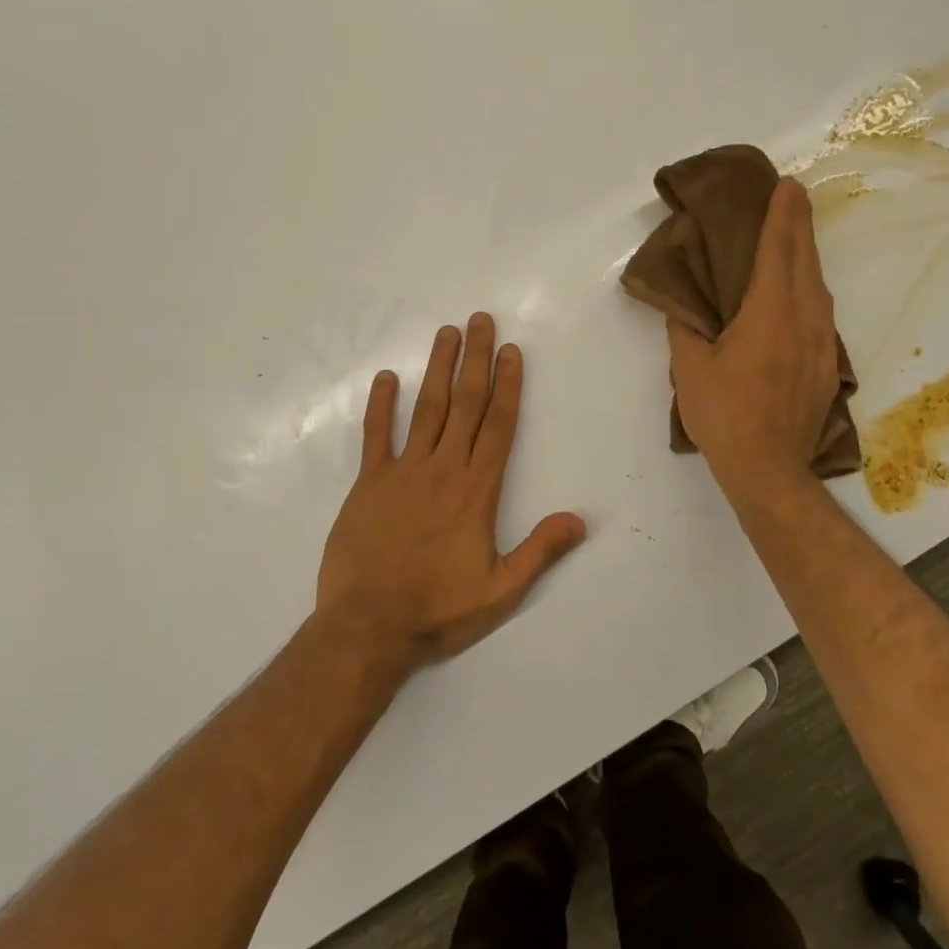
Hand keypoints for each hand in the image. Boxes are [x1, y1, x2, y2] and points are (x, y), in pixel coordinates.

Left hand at [316, 313, 586, 671]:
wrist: (367, 628)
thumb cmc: (437, 610)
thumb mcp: (500, 591)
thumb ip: (539, 551)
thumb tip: (580, 519)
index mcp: (477, 490)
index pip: (498, 425)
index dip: (507, 385)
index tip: (510, 350)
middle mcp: (443, 469)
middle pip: (465, 404)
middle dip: (475, 360)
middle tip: (479, 320)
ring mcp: (403, 472)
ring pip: (425, 409)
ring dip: (437, 368)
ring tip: (446, 333)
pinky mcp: (368, 483)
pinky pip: (375, 436)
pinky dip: (381, 405)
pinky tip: (386, 377)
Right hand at [668, 178, 839, 508]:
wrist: (770, 469)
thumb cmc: (725, 415)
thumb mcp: (690, 369)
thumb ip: (686, 328)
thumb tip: (685, 303)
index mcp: (769, 313)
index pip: (778, 250)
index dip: (782, 214)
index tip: (787, 185)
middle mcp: (804, 318)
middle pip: (805, 259)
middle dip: (799, 224)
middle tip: (793, 196)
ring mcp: (822, 342)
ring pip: (817, 285)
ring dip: (806, 255)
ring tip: (793, 238)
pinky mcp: (827, 363)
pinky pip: (820, 311)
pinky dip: (808, 287)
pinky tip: (798, 292)